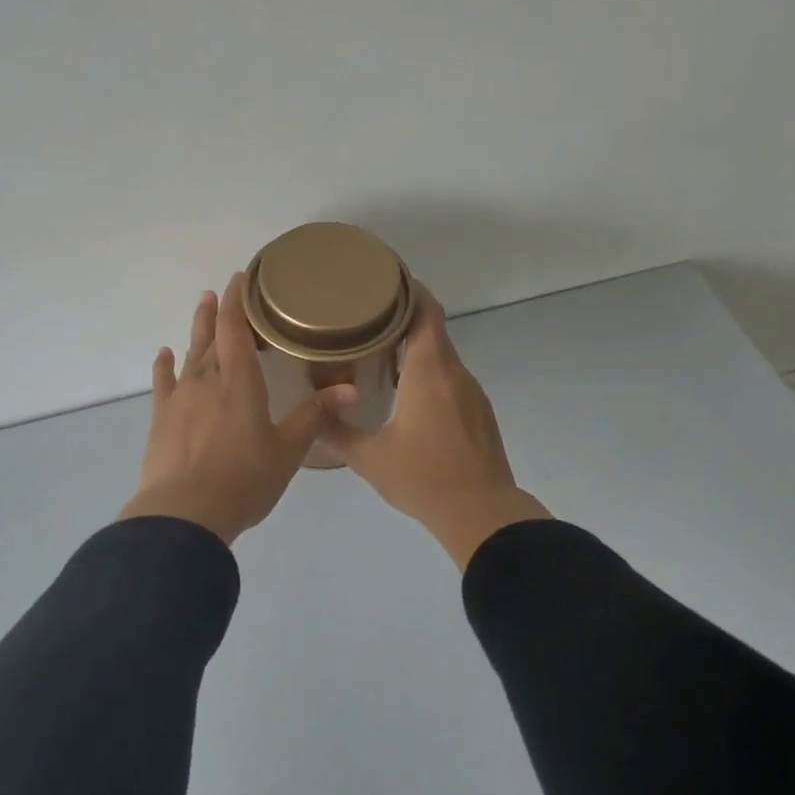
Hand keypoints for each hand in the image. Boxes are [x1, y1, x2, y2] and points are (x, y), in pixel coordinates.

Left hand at [118, 274, 355, 545]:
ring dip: (194, 331)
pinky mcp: (161, 419)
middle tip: (218, 291)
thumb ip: (315, 415)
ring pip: (189, 354)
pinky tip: (164, 354)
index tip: (240, 278)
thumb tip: (351, 387)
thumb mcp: (288, 450)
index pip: (236, 328)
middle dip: (216, 312)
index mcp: (240, 382)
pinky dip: (164, 366)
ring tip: (199, 309)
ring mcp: (180, 398)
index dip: (238, 301)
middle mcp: (207, 380)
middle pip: (210, 336)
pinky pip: (162, 383)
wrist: (185, 513)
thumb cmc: (244, 480)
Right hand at [322, 287, 549, 566]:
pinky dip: (429, 373)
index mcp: (429, 372)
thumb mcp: (369, 458)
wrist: (482, 514)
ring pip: (443, 357)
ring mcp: (471, 394)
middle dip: (403, 319)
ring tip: (380, 352)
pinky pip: (451, 379)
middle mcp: (454, 374)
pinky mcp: (479, 413)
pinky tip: (407, 393)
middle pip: (433, 331)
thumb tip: (312, 415)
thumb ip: (337, 432)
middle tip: (367, 317)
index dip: (410, 291)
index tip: (386, 280)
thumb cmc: (423, 478)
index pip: (426, 313)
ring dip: (416, 349)